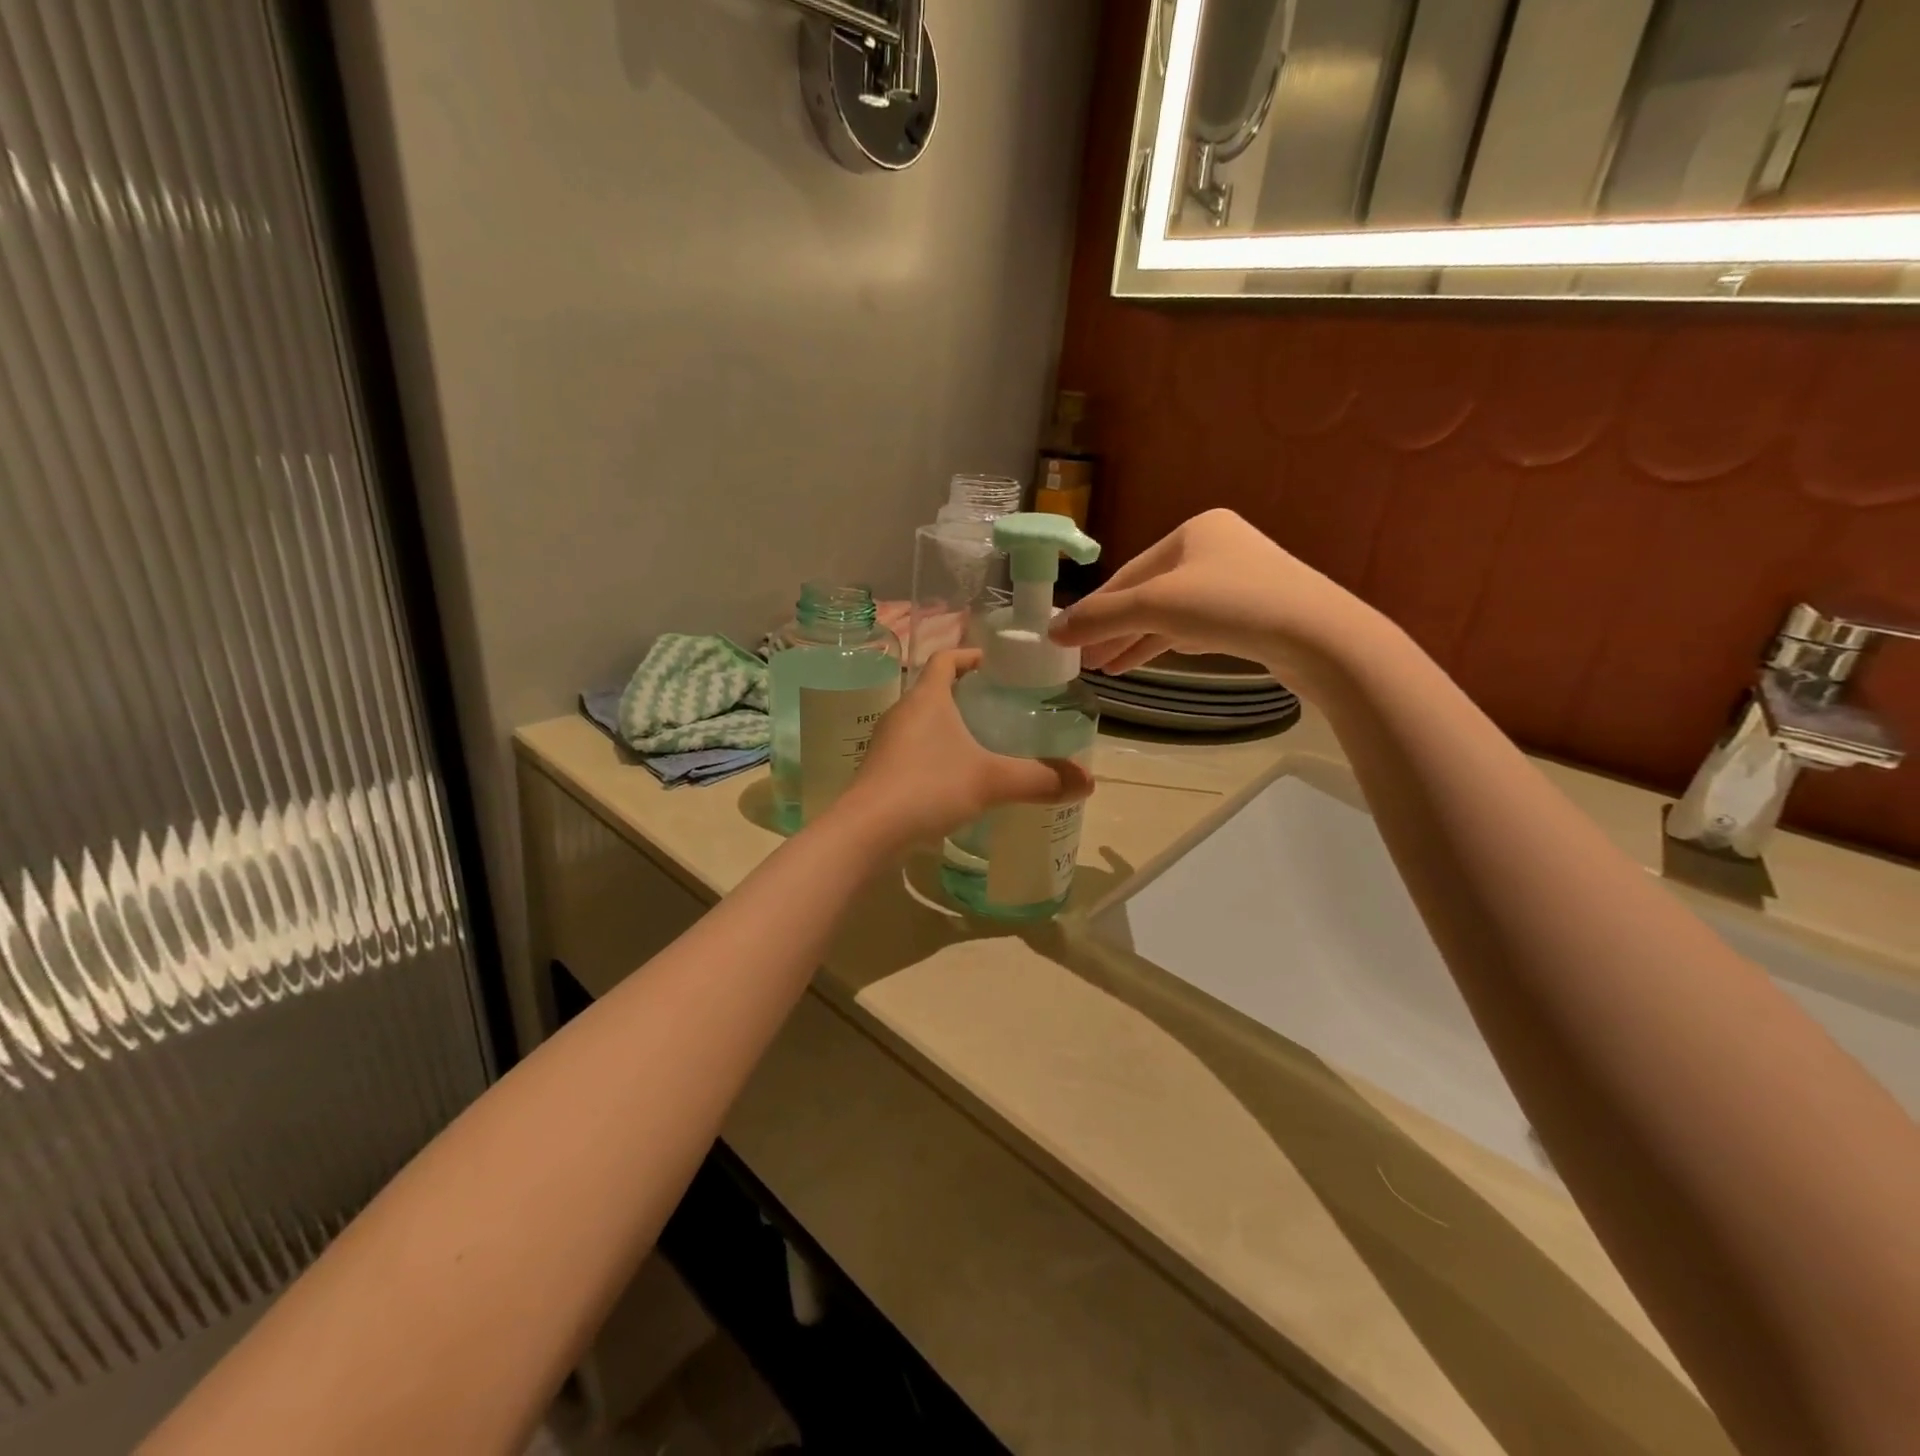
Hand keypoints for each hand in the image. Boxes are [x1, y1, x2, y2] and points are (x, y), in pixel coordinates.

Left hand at [833, 650, 1093, 849]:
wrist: (866, 833)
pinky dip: (934, 754)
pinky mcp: (880, 772)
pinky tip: (954, 780)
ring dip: (948, 726)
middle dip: (965, 693)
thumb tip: (1088, 782)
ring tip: (982, 743)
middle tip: (1000, 707)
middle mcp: (902, 713)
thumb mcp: (991, 781)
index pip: (945, 658)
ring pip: (922, 722)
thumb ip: (1040, 779)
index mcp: (926, 698)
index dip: (970, 655)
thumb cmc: (928, 788)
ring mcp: (886, 743)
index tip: (996, 664)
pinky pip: (912, 751)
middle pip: (934, 689)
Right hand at [1048, 509, 1377, 690]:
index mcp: (1193, 530)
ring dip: (1137, 641)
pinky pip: (1196, 626)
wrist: (1319, 636)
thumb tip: (1052, 630)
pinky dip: (1168, 643)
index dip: (1095, 609)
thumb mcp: (1156, 606)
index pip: (1128, 573)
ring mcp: (1238, 580)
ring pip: (1171, 613)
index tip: (1066, 639)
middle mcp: (1215, 548)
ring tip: (1108, 669)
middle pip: (1148, 593)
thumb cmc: (1231, 605)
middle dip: (1115, 628)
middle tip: (1085, 660)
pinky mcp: (1253, 614)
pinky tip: (1146, 660)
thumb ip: (1101, 617)